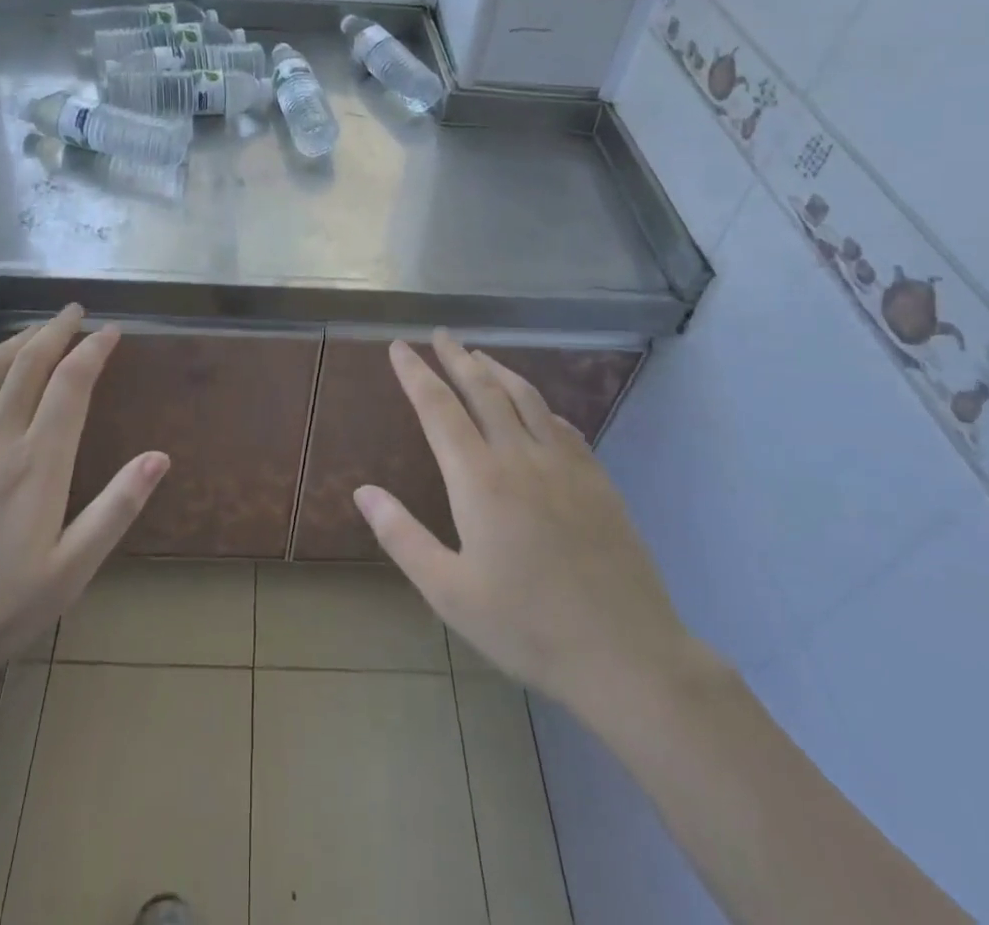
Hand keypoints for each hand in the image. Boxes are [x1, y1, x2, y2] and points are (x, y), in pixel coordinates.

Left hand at [0, 305, 167, 718]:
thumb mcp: (70, 572)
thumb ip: (116, 509)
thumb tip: (160, 457)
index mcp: (38, 463)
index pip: (72, 385)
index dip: (93, 350)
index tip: (110, 331)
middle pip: (29, 365)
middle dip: (56, 331)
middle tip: (75, 313)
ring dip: (16, 341)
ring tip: (37, 328)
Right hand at [356, 332, 712, 735]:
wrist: (625, 653)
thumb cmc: (527, 627)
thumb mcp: (449, 592)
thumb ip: (402, 536)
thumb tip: (363, 491)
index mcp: (479, 479)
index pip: (438, 408)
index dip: (416, 373)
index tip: (400, 347)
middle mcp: (520, 457)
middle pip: (483, 390)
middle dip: (456, 357)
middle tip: (439, 334)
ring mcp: (565, 465)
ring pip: (526, 398)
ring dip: (499, 370)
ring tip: (480, 355)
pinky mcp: (597, 480)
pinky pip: (563, 426)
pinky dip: (541, 405)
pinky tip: (538, 409)